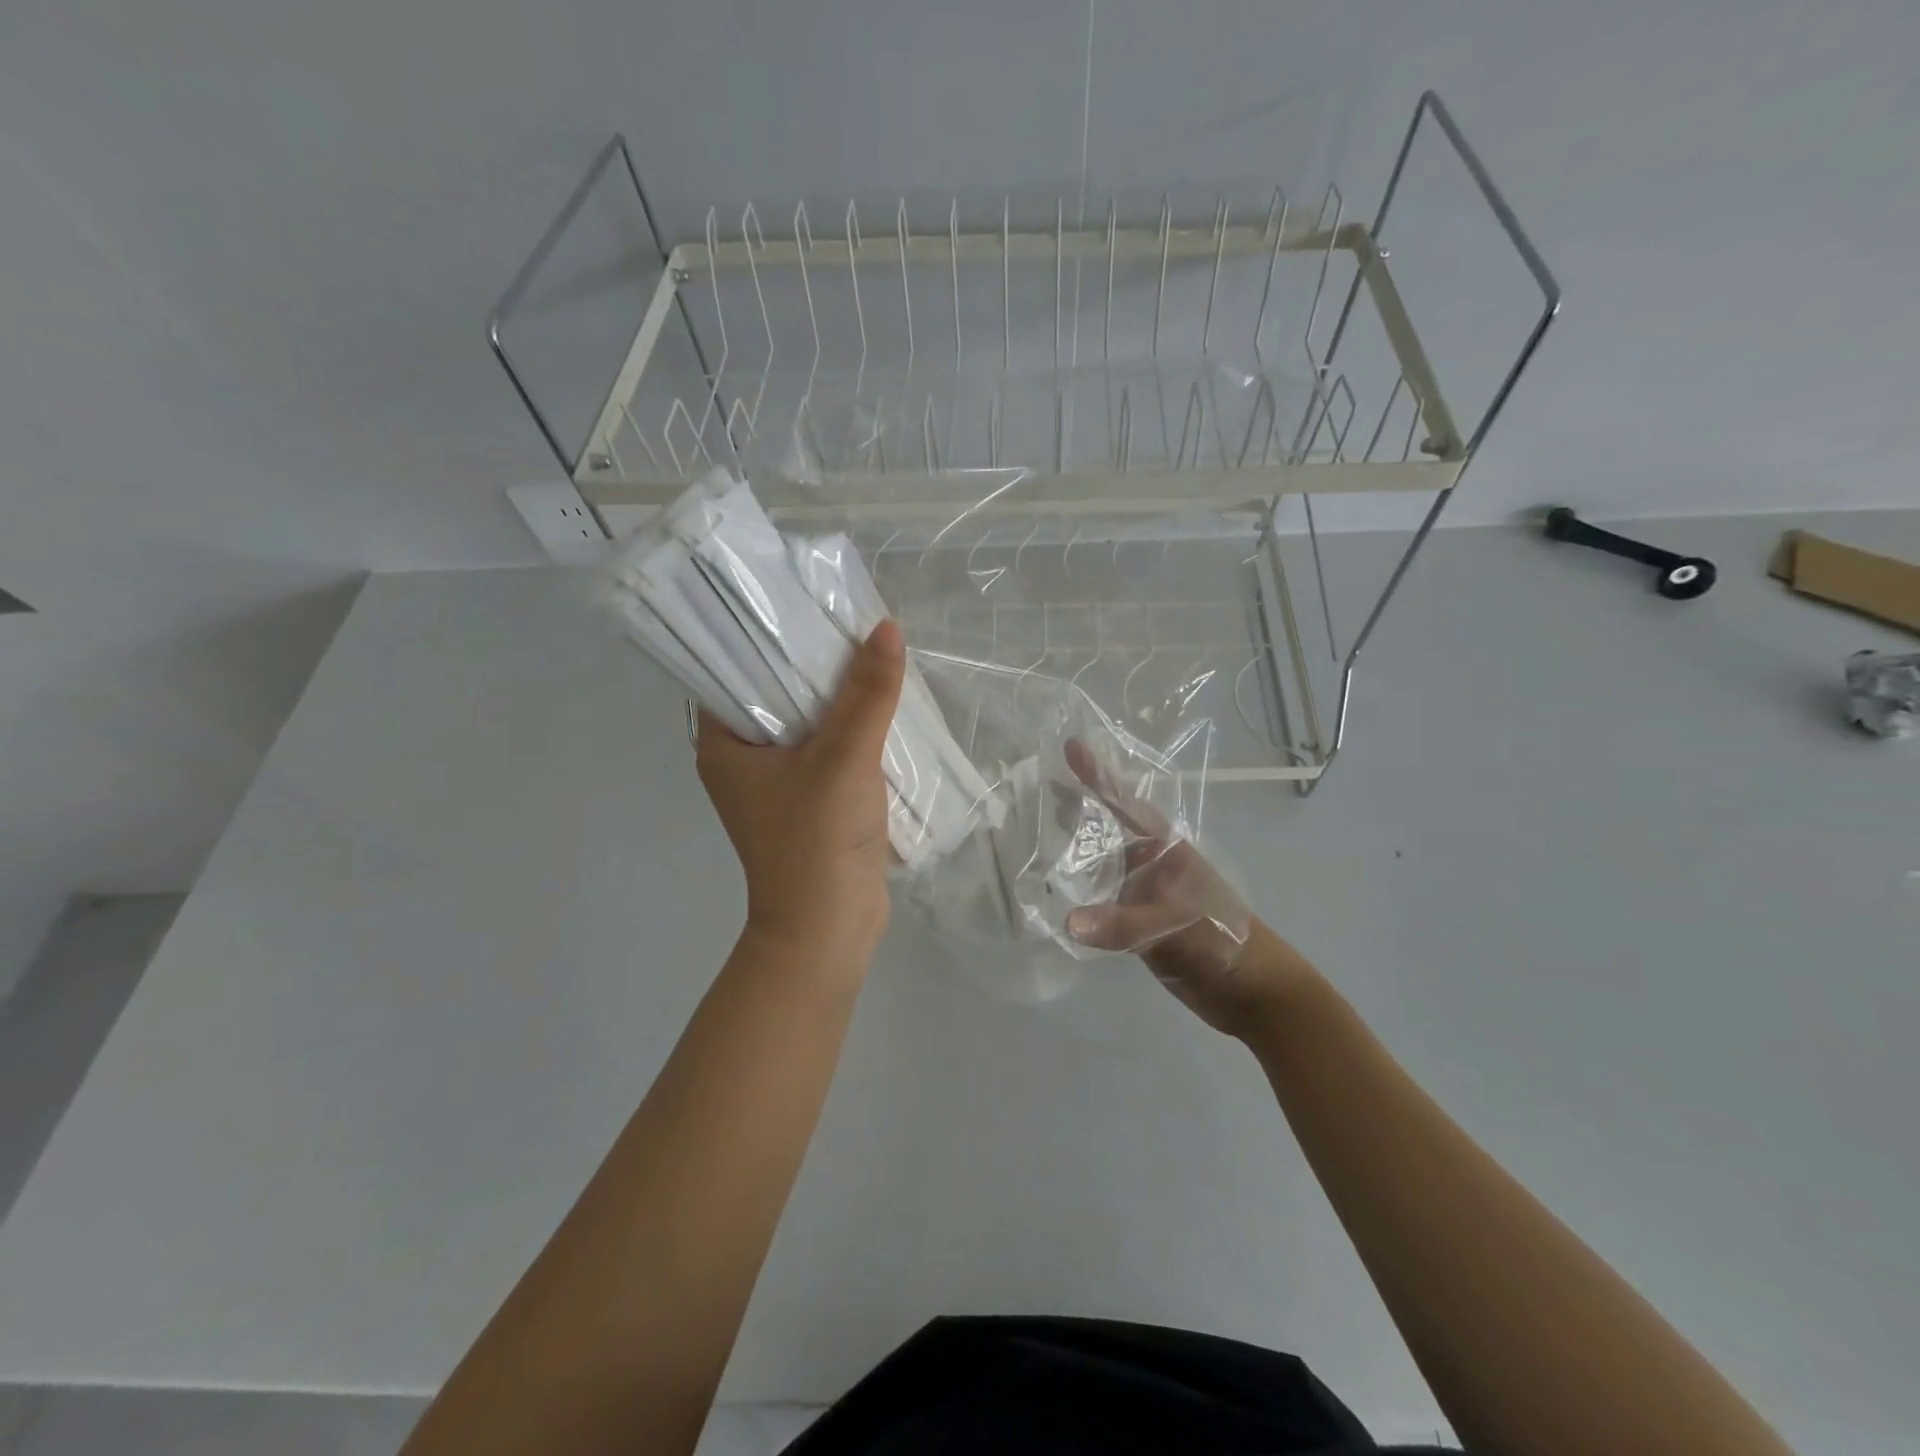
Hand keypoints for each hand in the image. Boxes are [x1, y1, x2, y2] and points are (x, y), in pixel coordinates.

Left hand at [697, 621, 906, 969]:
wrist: (829, 928)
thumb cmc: (817, 840)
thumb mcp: (844, 757)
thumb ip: (867, 694)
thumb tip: (886, 628)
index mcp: (723, 744)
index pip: (735, 670)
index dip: (767, 635)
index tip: (805, 603)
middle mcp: (742, 758)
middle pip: (777, 693)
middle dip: (814, 664)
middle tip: (849, 622)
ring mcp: (777, 783)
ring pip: (808, 723)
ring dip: (839, 698)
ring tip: (872, 653)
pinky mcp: (810, 801)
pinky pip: (828, 749)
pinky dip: (852, 730)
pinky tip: (883, 705)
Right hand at [1062, 740, 1316, 1037]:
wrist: (1253, 992)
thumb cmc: (1224, 941)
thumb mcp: (1175, 927)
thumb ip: (1123, 924)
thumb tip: (1068, 921)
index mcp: (1166, 849)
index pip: (1125, 804)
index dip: (1098, 776)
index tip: (1070, 746)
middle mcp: (1151, 865)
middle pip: (1106, 830)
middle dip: (1075, 810)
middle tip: (1034, 791)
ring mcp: (1144, 895)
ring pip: (1101, 866)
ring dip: (1073, 854)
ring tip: (1033, 838)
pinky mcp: (1138, 925)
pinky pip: (1100, 903)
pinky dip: (1077, 896)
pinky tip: (1053, 895)